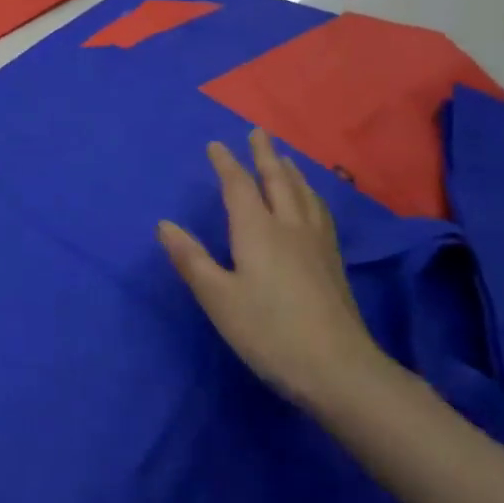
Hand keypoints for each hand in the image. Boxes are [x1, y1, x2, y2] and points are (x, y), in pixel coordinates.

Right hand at [158, 129, 387, 407]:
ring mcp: (317, 245)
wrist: (338, 369)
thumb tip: (165, 224)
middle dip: (264, 156)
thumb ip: (191, 259)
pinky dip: (311, 196)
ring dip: (291, 172)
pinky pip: (319, 213)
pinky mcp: (333, 263)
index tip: (216, 144)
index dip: (226, 164)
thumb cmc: (269, 332)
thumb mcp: (218, 298)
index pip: (239, 187)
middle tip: (258, 133)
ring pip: (304, 195)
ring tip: (285, 160)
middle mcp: (289, 228)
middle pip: (278, 181)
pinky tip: (312, 205)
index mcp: (258, 231)